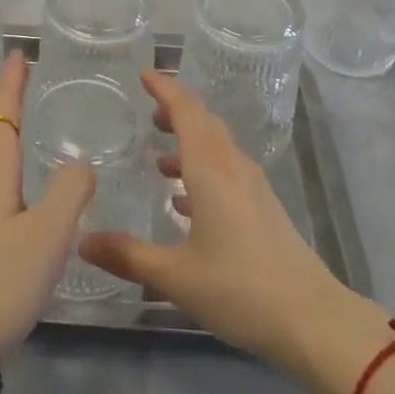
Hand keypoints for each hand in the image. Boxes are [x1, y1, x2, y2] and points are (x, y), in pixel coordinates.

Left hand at [0, 51, 95, 360]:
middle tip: (25, 83)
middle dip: (6, 104)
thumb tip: (80, 162)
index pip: (2, 111)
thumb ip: (71, 190)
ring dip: (1, 135)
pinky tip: (10, 190)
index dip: (12, 82)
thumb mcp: (48, 234)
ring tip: (21, 129)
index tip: (19, 53)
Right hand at [79, 69, 345, 372]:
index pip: (185, 111)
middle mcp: (232, 167)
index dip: (164, 89)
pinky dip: (203, 170)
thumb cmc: (239, 289)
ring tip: (159, 158)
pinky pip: (227, 170)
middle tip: (149, 112)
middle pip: (204, 122)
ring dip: (189, 142)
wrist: (311, 319)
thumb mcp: (176, 276)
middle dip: (176, 111)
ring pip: (217, 146)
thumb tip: (82, 241)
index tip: (144, 74)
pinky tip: (186, 202)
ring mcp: (252, 187)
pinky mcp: (263, 208)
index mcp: (210, 169)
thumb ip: (128, 255)